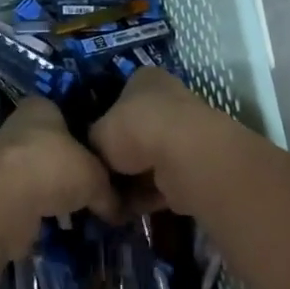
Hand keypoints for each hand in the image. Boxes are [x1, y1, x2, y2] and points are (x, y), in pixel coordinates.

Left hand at [0, 98, 125, 262]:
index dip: (90, 133)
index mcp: (41, 107)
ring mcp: (5, 160)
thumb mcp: (97, 177)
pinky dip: (44, 210)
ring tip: (86, 209)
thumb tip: (122, 210)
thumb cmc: (53, 168)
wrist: (3, 203)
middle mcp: (19, 127)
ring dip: (58, 191)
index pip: (70, 113)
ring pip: (41, 174)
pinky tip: (63, 224)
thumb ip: (110, 190)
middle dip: (74, 166)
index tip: (108, 155)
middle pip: (54, 145)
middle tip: (102, 186)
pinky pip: (29, 200)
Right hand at [89, 66, 230, 214]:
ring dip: (134, 181)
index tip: (94, 149)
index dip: (106, 124)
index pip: (121, 98)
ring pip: (151, 159)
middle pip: (137, 131)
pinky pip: (165, 180)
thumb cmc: (133, 129)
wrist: (181, 156)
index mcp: (144, 79)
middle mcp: (168, 99)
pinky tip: (131, 209)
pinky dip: (149, 195)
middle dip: (121, 158)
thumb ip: (94, 143)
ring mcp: (185, 132)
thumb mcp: (97, 133)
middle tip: (102, 179)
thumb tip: (95, 158)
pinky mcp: (195, 164)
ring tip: (113, 199)